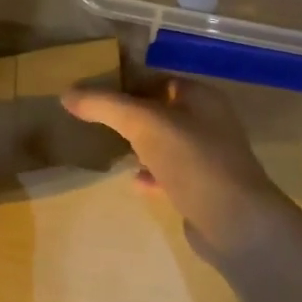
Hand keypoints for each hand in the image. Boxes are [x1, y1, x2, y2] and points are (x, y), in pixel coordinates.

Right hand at [62, 77, 291, 258]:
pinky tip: (133, 182)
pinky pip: (170, 174)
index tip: (94, 92)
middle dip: (130, 116)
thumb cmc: (192, 160)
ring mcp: (208, 158)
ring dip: (139, 146)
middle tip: (94, 121)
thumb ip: (105, 106)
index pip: (159, 79)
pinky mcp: (204, 189)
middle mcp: (209, 122)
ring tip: (107, 149)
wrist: (234, 222)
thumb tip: (67, 93)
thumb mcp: (143, 124)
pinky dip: (150, 175)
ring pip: (165, 144)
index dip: (127, 82)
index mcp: (201, 98)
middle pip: (161, 111)